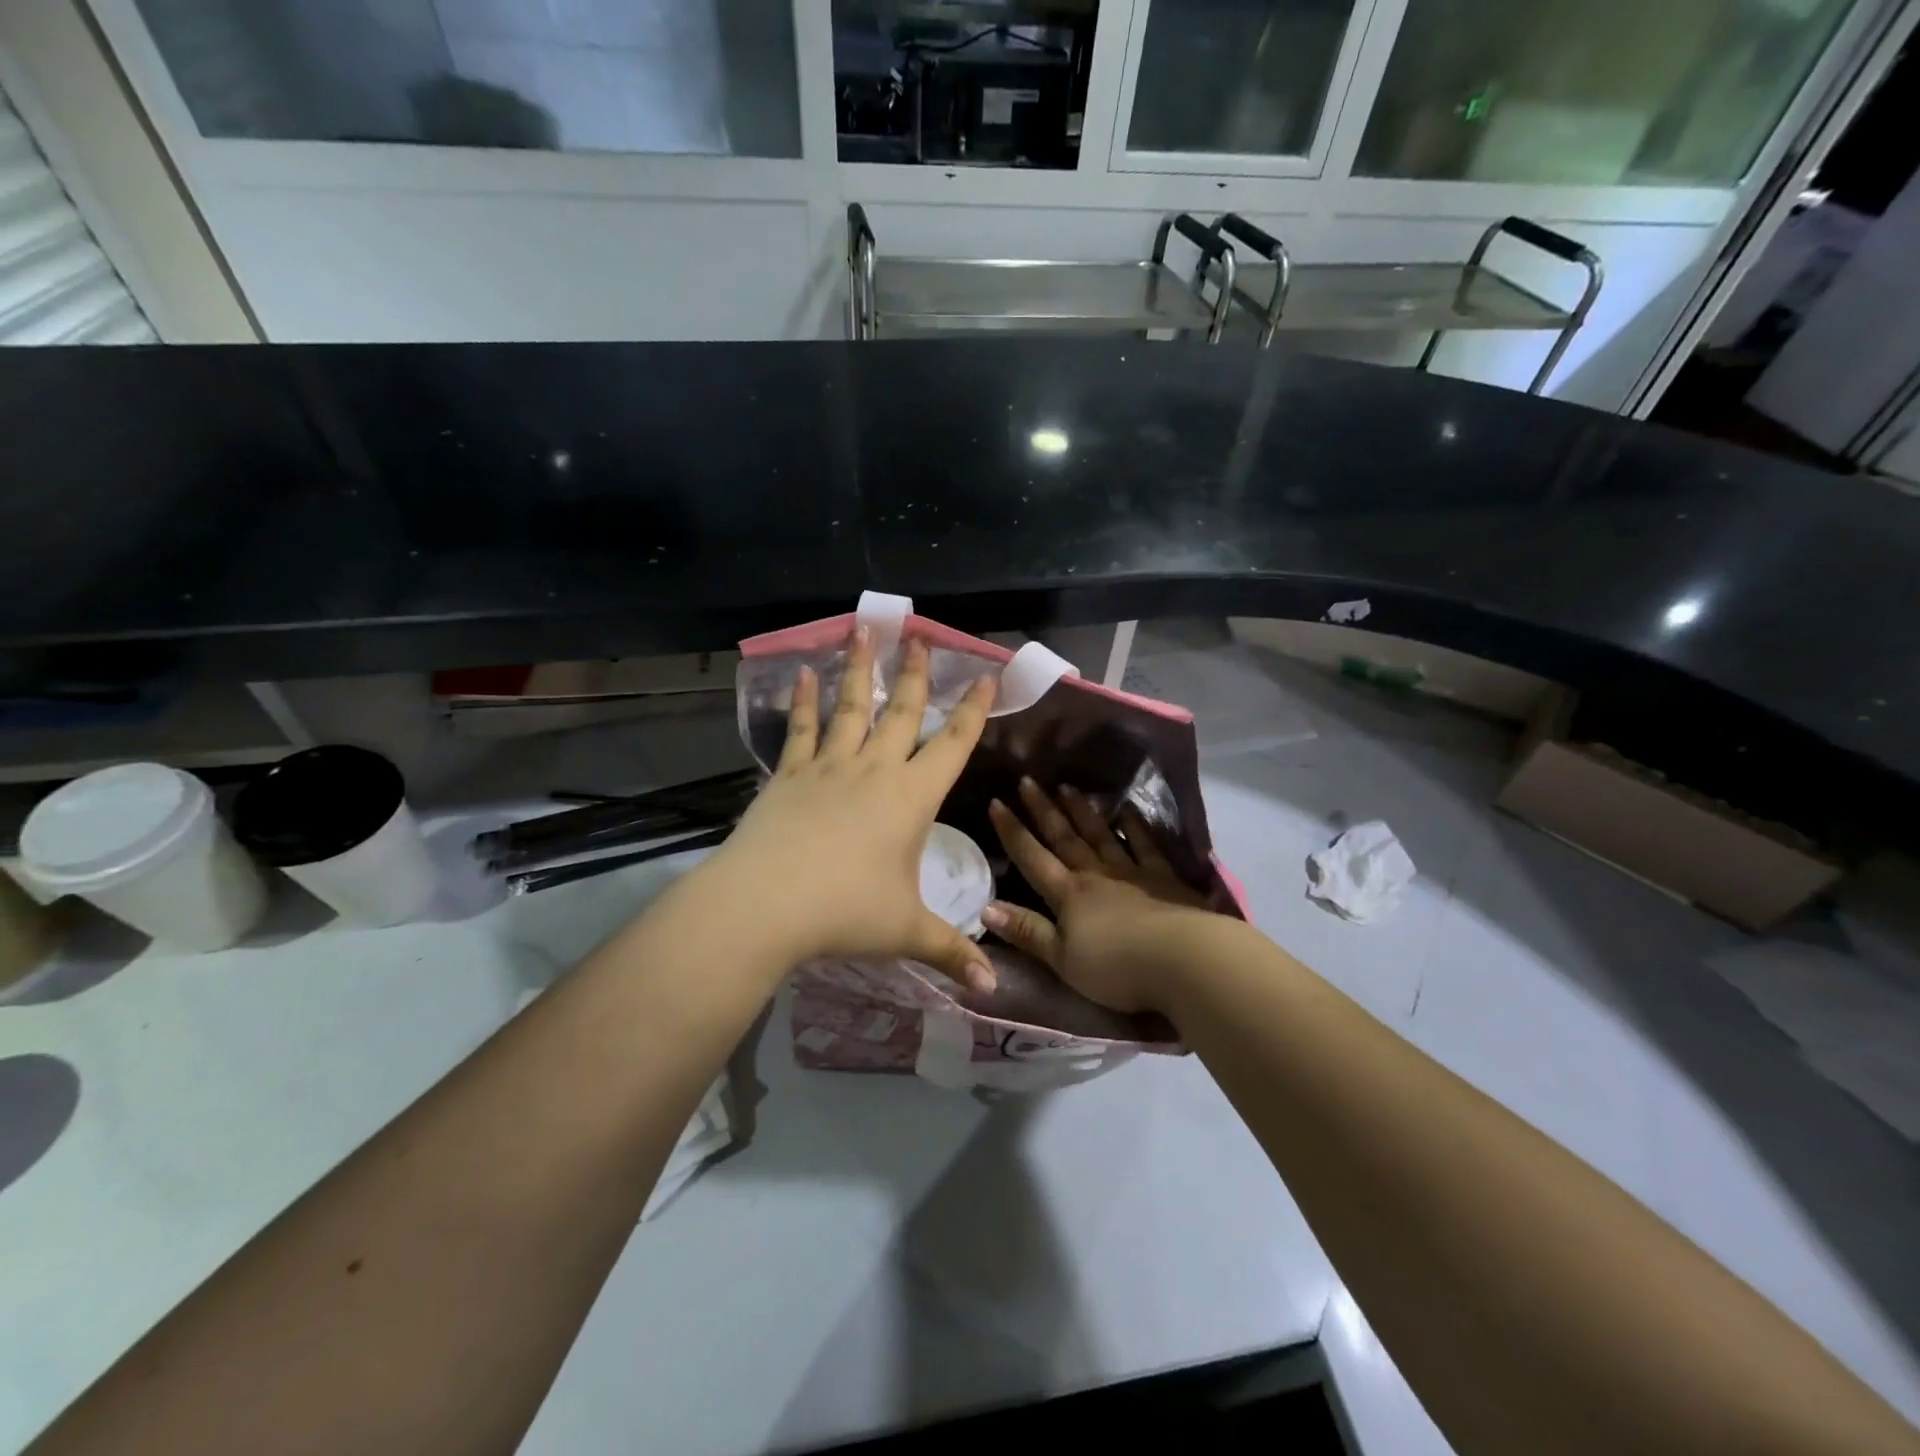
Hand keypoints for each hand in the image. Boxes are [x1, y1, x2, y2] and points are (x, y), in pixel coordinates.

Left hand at [698, 624, 998, 990]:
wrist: (766, 904)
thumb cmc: (846, 913)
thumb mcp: (906, 932)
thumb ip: (951, 952)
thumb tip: (992, 989)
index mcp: (911, 798)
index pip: (952, 744)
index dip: (972, 711)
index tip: (984, 676)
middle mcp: (875, 771)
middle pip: (901, 712)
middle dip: (915, 674)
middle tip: (919, 635)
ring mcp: (829, 768)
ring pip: (851, 707)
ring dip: (860, 669)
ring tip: (863, 629)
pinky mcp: (790, 775)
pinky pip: (802, 731)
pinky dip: (804, 702)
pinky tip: (802, 674)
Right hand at [984, 779, 1216, 1013]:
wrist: (1183, 959)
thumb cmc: (1117, 967)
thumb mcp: (1062, 959)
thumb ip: (1027, 931)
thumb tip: (985, 907)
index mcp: (1068, 895)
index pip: (1032, 858)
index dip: (1012, 832)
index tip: (996, 802)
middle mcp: (1095, 874)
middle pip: (1064, 838)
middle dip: (1043, 810)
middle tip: (1028, 780)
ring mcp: (1132, 871)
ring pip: (1101, 834)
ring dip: (1082, 811)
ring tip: (1068, 787)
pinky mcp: (1165, 877)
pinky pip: (1145, 844)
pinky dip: (1135, 825)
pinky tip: (1129, 808)